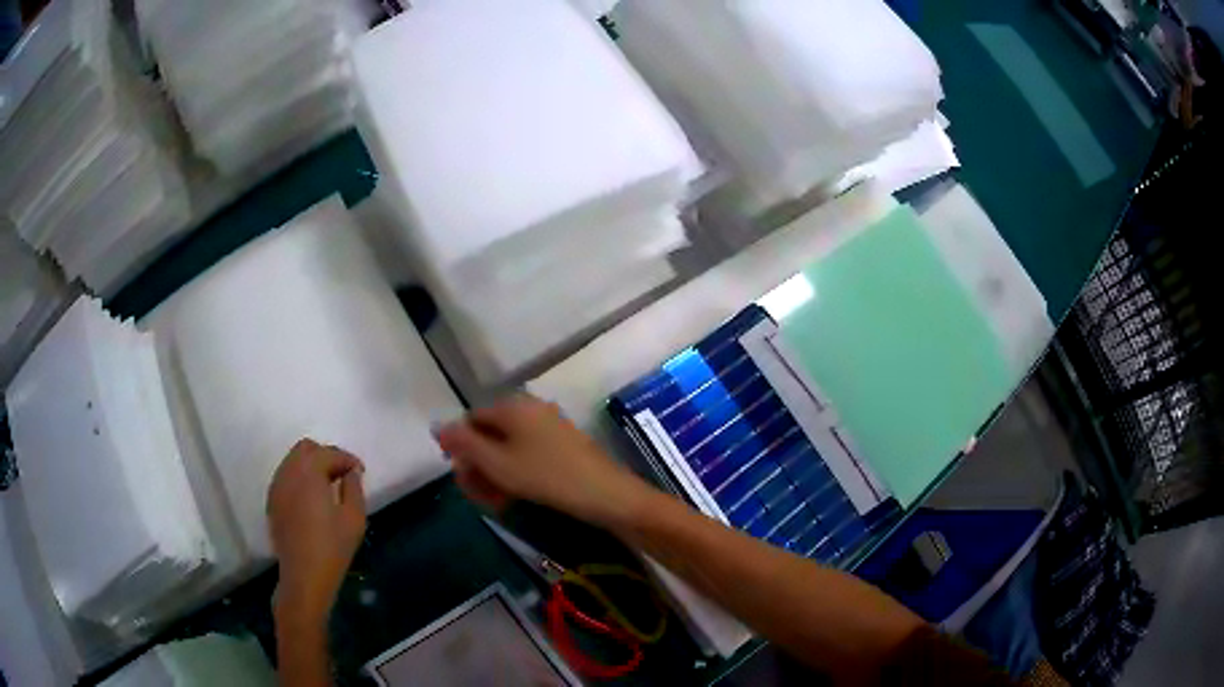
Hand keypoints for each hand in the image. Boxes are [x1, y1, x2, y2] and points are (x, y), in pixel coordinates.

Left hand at [267, 439, 366, 623]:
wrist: (304, 576)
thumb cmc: (333, 548)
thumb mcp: (354, 518)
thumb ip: (354, 488)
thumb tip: (351, 472)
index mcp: (309, 473)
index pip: (329, 453)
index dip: (347, 459)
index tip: (360, 473)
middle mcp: (288, 473)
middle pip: (306, 449)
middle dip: (326, 456)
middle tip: (343, 476)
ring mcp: (277, 486)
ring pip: (293, 461)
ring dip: (311, 466)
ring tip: (328, 487)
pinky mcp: (272, 501)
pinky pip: (286, 477)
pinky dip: (299, 479)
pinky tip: (312, 500)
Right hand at [437, 395, 654, 528]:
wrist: (606, 494)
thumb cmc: (546, 476)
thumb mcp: (497, 463)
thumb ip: (465, 444)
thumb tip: (439, 427)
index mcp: (512, 406)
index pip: (471, 420)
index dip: (461, 450)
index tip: (463, 480)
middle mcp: (530, 409)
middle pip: (490, 435)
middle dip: (479, 466)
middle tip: (479, 497)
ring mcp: (549, 427)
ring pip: (508, 449)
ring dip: (496, 475)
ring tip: (497, 503)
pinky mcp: (563, 446)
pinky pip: (528, 456)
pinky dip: (517, 475)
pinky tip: (515, 498)